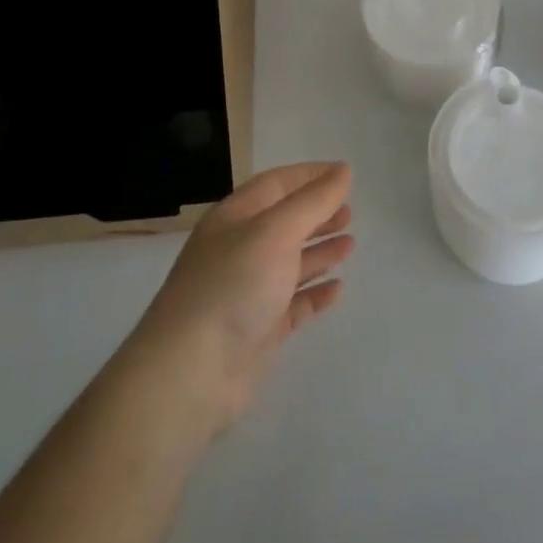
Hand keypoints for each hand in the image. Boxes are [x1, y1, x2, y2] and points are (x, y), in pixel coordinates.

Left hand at [120, 162, 353, 443]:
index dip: (310, 176)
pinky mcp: (257, 329)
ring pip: (290, 263)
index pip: (276, 185)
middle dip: (317, 214)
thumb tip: (343, 171)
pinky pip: (292, 304)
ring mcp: (248, 291)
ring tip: (350, 244)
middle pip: (284, 222)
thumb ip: (313, 202)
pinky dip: (314, 293)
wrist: (192, 371)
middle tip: (350, 213)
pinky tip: (337, 289)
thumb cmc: (234, 285)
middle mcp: (239, 249)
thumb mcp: (276, 231)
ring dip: (319, 251)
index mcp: (235, 217)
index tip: (344, 174)